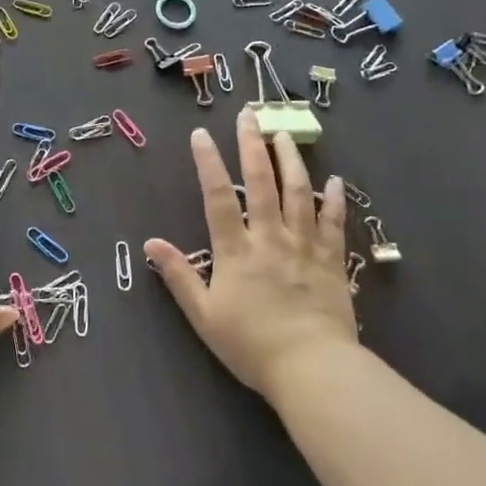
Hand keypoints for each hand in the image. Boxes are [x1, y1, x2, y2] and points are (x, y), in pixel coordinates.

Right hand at [144, 106, 359, 400]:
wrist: (313, 370)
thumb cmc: (252, 346)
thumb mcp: (204, 316)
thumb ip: (178, 276)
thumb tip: (150, 243)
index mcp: (236, 250)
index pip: (217, 196)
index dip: (207, 162)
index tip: (200, 134)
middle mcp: (270, 238)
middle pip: (260, 182)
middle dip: (252, 144)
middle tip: (249, 114)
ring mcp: (304, 246)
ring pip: (298, 193)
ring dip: (290, 159)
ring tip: (283, 133)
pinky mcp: (332, 261)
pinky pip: (333, 222)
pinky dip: (334, 199)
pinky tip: (335, 179)